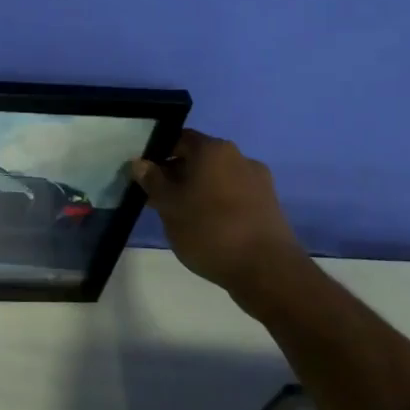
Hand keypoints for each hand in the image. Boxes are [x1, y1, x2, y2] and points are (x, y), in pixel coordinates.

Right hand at [130, 131, 314, 315]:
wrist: (266, 270)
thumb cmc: (209, 230)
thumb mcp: (169, 206)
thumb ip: (153, 181)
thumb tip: (140, 163)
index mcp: (213, 150)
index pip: (179, 139)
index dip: (158, 154)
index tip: (144, 176)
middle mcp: (239, 157)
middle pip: (199, 158)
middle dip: (177, 175)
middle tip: (157, 199)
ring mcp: (258, 181)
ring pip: (216, 178)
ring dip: (196, 190)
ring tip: (180, 216)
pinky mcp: (268, 204)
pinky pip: (233, 195)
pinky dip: (216, 203)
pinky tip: (205, 226)